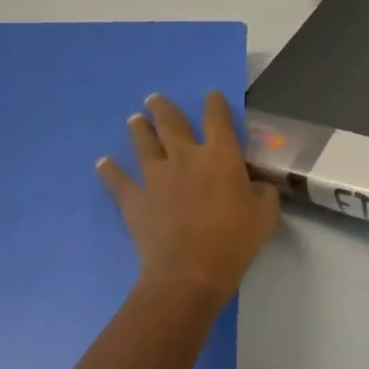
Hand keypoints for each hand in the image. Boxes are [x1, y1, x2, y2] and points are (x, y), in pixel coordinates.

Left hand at [98, 93, 279, 305]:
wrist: (189, 272)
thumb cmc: (235, 239)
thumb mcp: (265, 213)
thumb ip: (262, 191)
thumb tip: (256, 184)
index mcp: (220, 155)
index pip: (218, 119)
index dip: (215, 104)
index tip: (212, 96)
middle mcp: (185, 157)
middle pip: (172, 124)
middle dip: (163, 109)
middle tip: (154, 99)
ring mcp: (156, 177)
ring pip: (144, 145)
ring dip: (139, 130)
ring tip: (134, 119)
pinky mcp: (135, 201)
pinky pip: (118, 181)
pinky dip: (110, 171)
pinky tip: (102, 163)